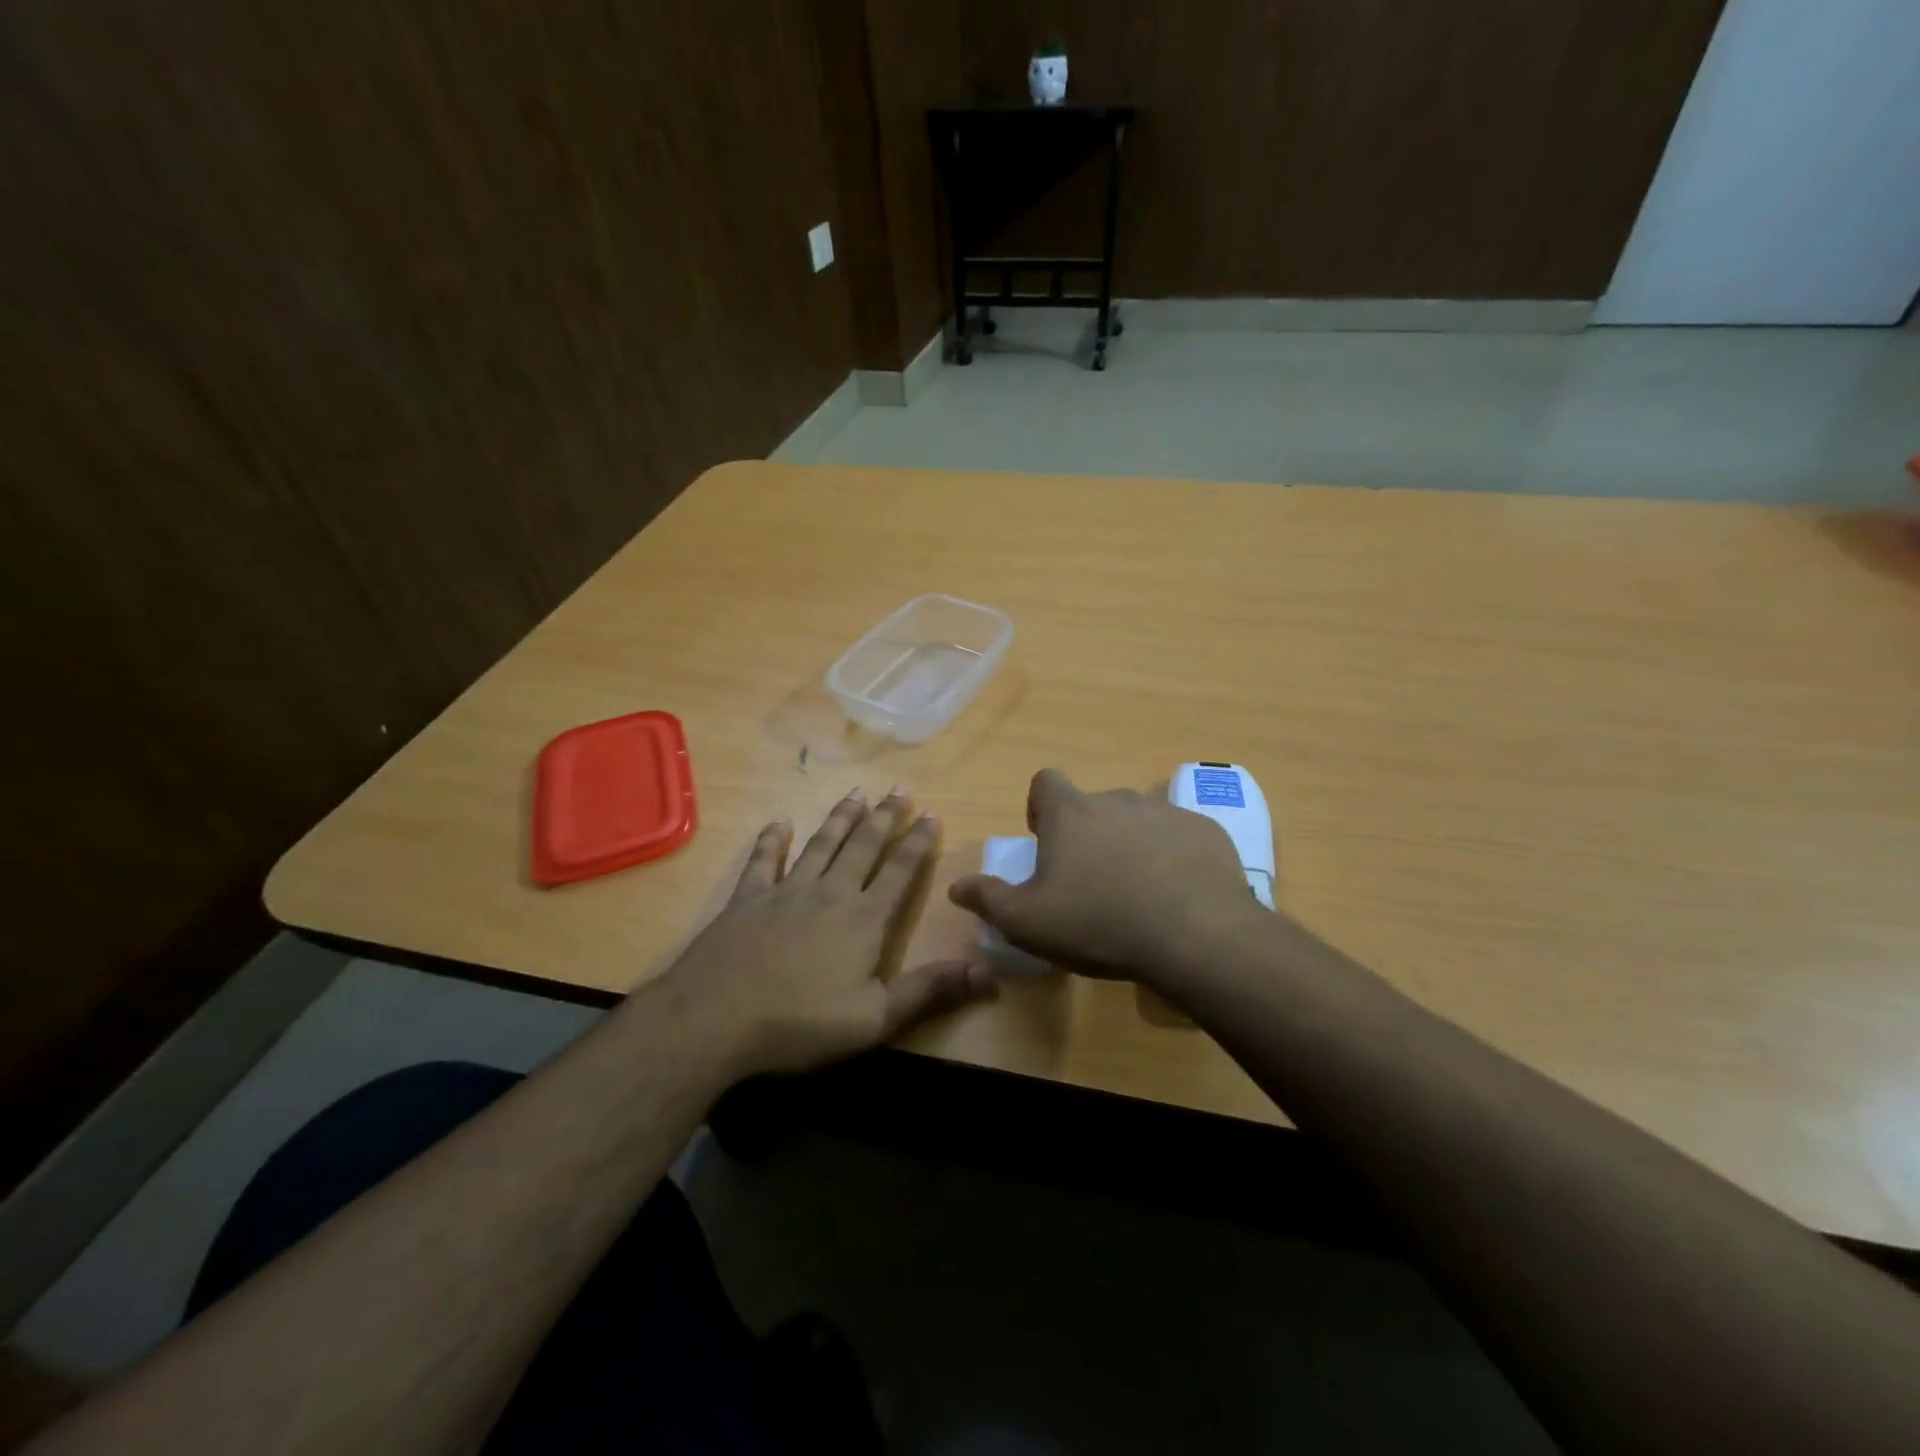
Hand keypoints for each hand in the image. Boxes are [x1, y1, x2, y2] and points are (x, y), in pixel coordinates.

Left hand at [664, 789, 992, 1077]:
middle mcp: (830, 893)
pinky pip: (763, 861)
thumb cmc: (801, 1023)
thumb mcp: (876, 1019)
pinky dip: (772, 841)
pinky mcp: (747, 899)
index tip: (931, 814)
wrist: (715, 1019)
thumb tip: (987, 971)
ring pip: (821, 844)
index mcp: (864, 919)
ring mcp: (786, 892)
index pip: (900, 872)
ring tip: (856, 794)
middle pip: (863, 847)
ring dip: (840, 818)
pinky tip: (778, 823)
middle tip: (900, 789)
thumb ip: (930, 991)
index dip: (918, 842)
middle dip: (884, 817)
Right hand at [948, 769, 1261, 987]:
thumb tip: (956, 887)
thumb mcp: (1028, 922)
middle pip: (1093, 806)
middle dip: (1088, 834)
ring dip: (1131, 845)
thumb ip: (988, 899)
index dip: (1040, 807)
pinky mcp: (1206, 831)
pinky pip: (1179, 837)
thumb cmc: (1099, 923)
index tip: (1046, 842)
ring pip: (1138, 820)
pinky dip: (1173, 857)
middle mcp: (1117, 799)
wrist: (1195, 936)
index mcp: (1071, 813)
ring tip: (1137, 892)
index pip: (1045, 781)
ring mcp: (1166, 812)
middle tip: (1092, 882)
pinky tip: (1178, 897)